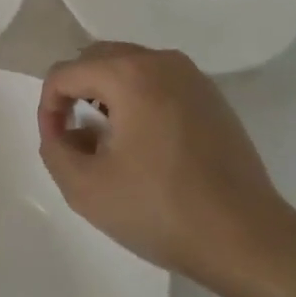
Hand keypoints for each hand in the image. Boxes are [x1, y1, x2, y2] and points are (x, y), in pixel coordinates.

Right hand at [37, 43, 295, 296]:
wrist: (246, 237)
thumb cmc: (161, 210)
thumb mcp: (85, 188)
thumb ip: (54, 148)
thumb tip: (58, 127)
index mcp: (129, 74)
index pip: (65, 73)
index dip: (49, 107)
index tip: (57, 144)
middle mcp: (160, 61)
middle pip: (97, 59)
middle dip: (77, 92)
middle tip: (78, 137)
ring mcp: (191, 75)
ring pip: (129, 67)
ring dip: (108, 94)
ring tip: (110, 140)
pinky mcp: (211, 95)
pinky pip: (158, 81)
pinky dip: (139, 99)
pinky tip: (146, 143)